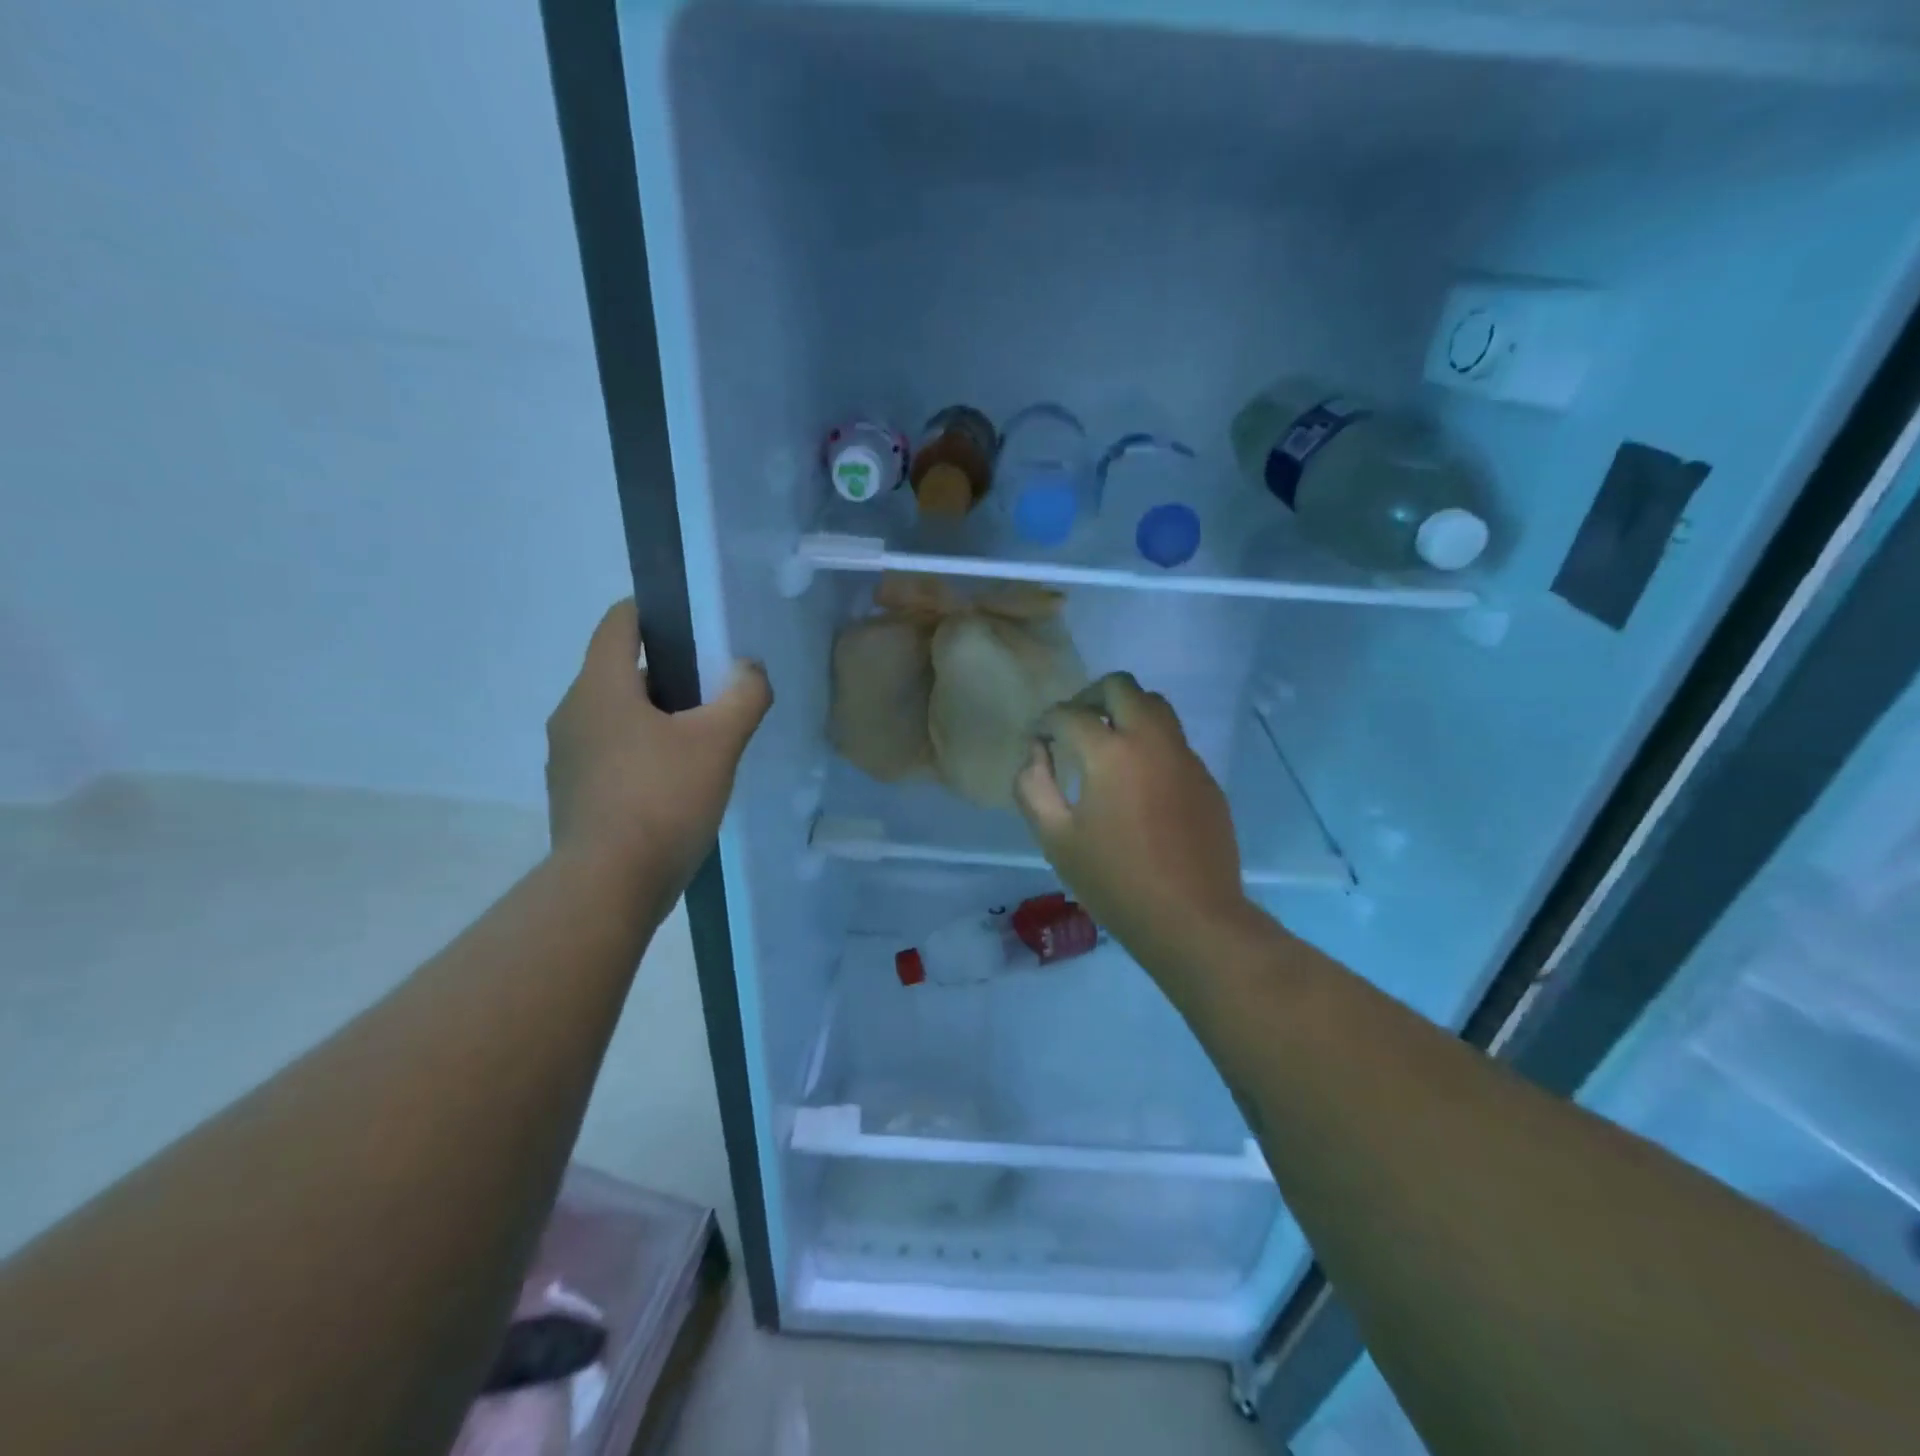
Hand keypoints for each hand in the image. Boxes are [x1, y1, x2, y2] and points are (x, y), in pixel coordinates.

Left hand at [545, 600, 770, 893]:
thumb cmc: (661, 798)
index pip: (620, 623)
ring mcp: (569, 758)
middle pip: (622, 670)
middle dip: (670, 671)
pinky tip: (680, 779)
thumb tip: (750, 670)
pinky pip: (613, 753)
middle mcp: (573, 714)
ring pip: (618, 716)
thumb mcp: (718, 742)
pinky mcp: (576, 794)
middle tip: (717, 686)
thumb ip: (743, 696)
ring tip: (705, 735)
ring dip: (658, 715)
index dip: (655, 611)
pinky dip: (644, 751)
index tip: (695, 623)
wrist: (608, 886)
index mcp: (600, 687)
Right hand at [1015, 673, 1254, 974]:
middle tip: (1072, 726)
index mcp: (1110, 753)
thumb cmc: (1115, 882)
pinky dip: (1149, 741)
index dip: (1045, 722)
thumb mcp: (1055, 839)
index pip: (1069, 714)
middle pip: (1120, 687)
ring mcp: (1185, 757)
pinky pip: (1173, 740)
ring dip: (1124, 711)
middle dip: (1089, 697)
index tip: (1037, 741)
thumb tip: (1036, 753)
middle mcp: (1151, 740)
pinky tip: (1138, 779)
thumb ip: (1033, 786)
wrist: (1192, 918)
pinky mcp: (1205, 778)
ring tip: (1105, 744)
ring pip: (1155, 706)